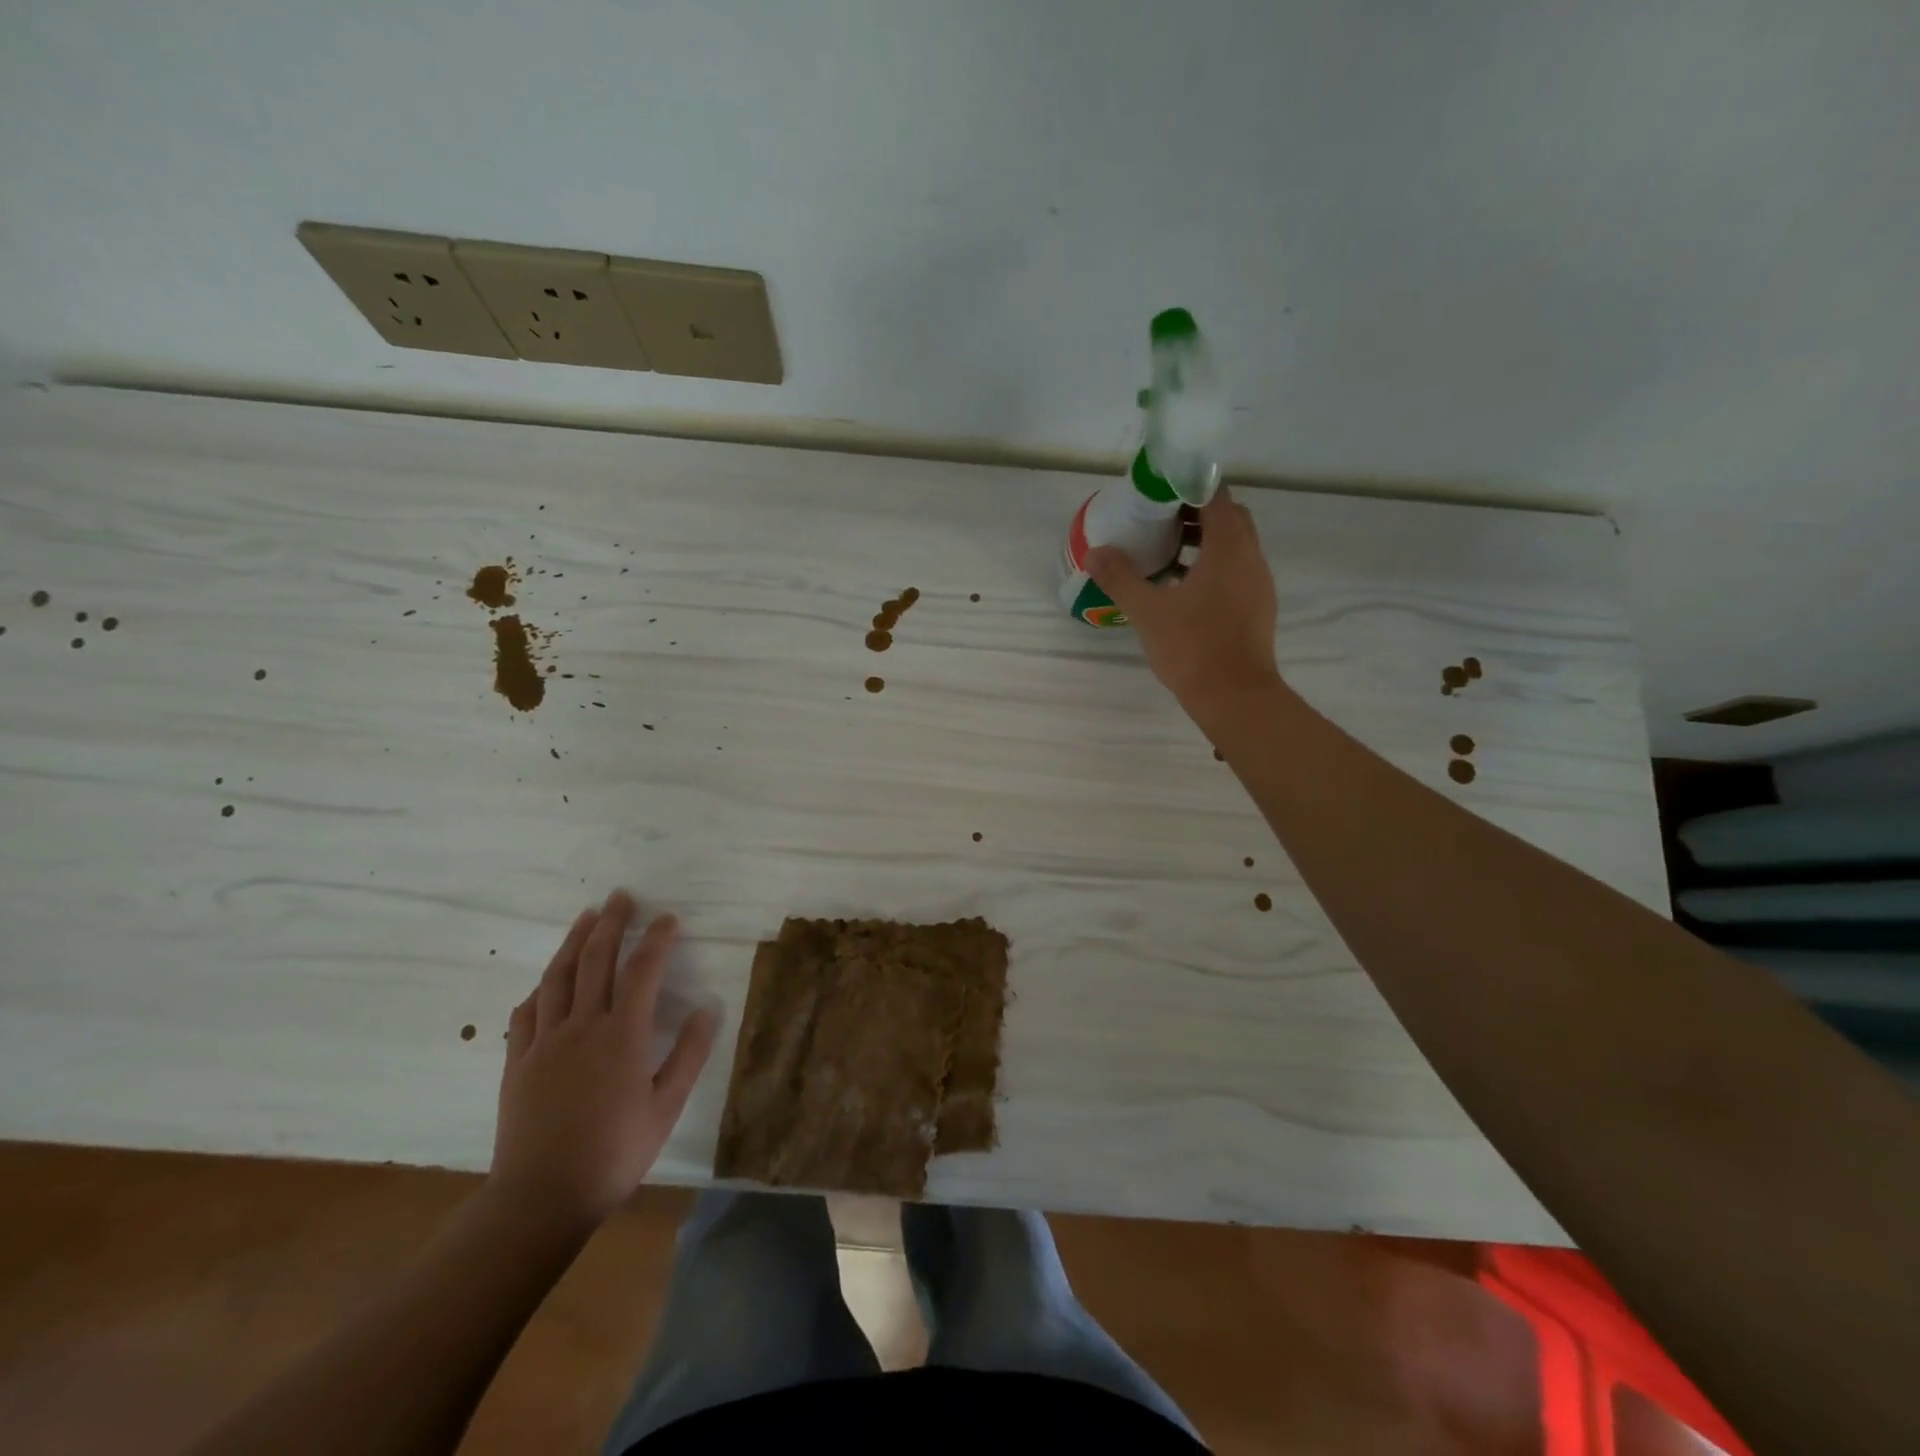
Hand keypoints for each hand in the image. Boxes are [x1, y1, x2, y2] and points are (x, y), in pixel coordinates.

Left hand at [488, 891, 717, 1230]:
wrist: (541, 1198)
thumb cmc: (614, 1152)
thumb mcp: (666, 1107)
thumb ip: (688, 1054)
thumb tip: (707, 1008)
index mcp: (622, 1035)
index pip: (643, 971)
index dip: (657, 940)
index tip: (668, 919)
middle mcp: (582, 1026)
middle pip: (596, 960)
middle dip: (612, 924)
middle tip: (621, 897)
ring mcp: (544, 1042)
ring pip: (558, 977)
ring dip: (574, 942)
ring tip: (586, 917)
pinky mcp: (518, 1062)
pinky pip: (526, 1012)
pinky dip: (541, 987)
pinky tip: (547, 980)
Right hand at [1086, 486, 1281, 716]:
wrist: (1235, 696)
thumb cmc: (1193, 647)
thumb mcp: (1147, 611)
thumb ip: (1121, 578)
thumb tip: (1095, 552)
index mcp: (1228, 548)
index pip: (1215, 495)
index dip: (1188, 487)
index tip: (1159, 493)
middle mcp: (1250, 558)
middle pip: (1228, 518)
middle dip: (1195, 513)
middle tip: (1158, 522)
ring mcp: (1258, 584)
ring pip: (1234, 546)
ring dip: (1204, 541)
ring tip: (1165, 554)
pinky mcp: (1257, 607)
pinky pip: (1236, 571)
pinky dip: (1212, 567)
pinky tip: (1182, 589)